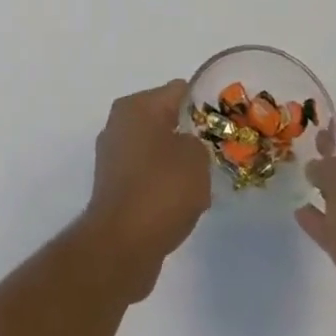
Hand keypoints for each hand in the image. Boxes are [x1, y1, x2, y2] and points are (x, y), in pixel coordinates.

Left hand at [77, 80, 211, 301]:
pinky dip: (162, 185)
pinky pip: (146, 175)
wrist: (122, 244)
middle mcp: (118, 124)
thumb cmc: (161, 189)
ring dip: (176, 163)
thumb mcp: (196, 157)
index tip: (223, 125)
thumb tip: (186, 147)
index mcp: (136, 106)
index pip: (178, 91)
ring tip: (201, 185)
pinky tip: (180, 206)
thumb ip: (197, 141)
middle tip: (214, 155)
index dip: (204, 105)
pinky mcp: (112, 186)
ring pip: (156, 150)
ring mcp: (112, 156)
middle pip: (164, 120)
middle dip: (189, 136)